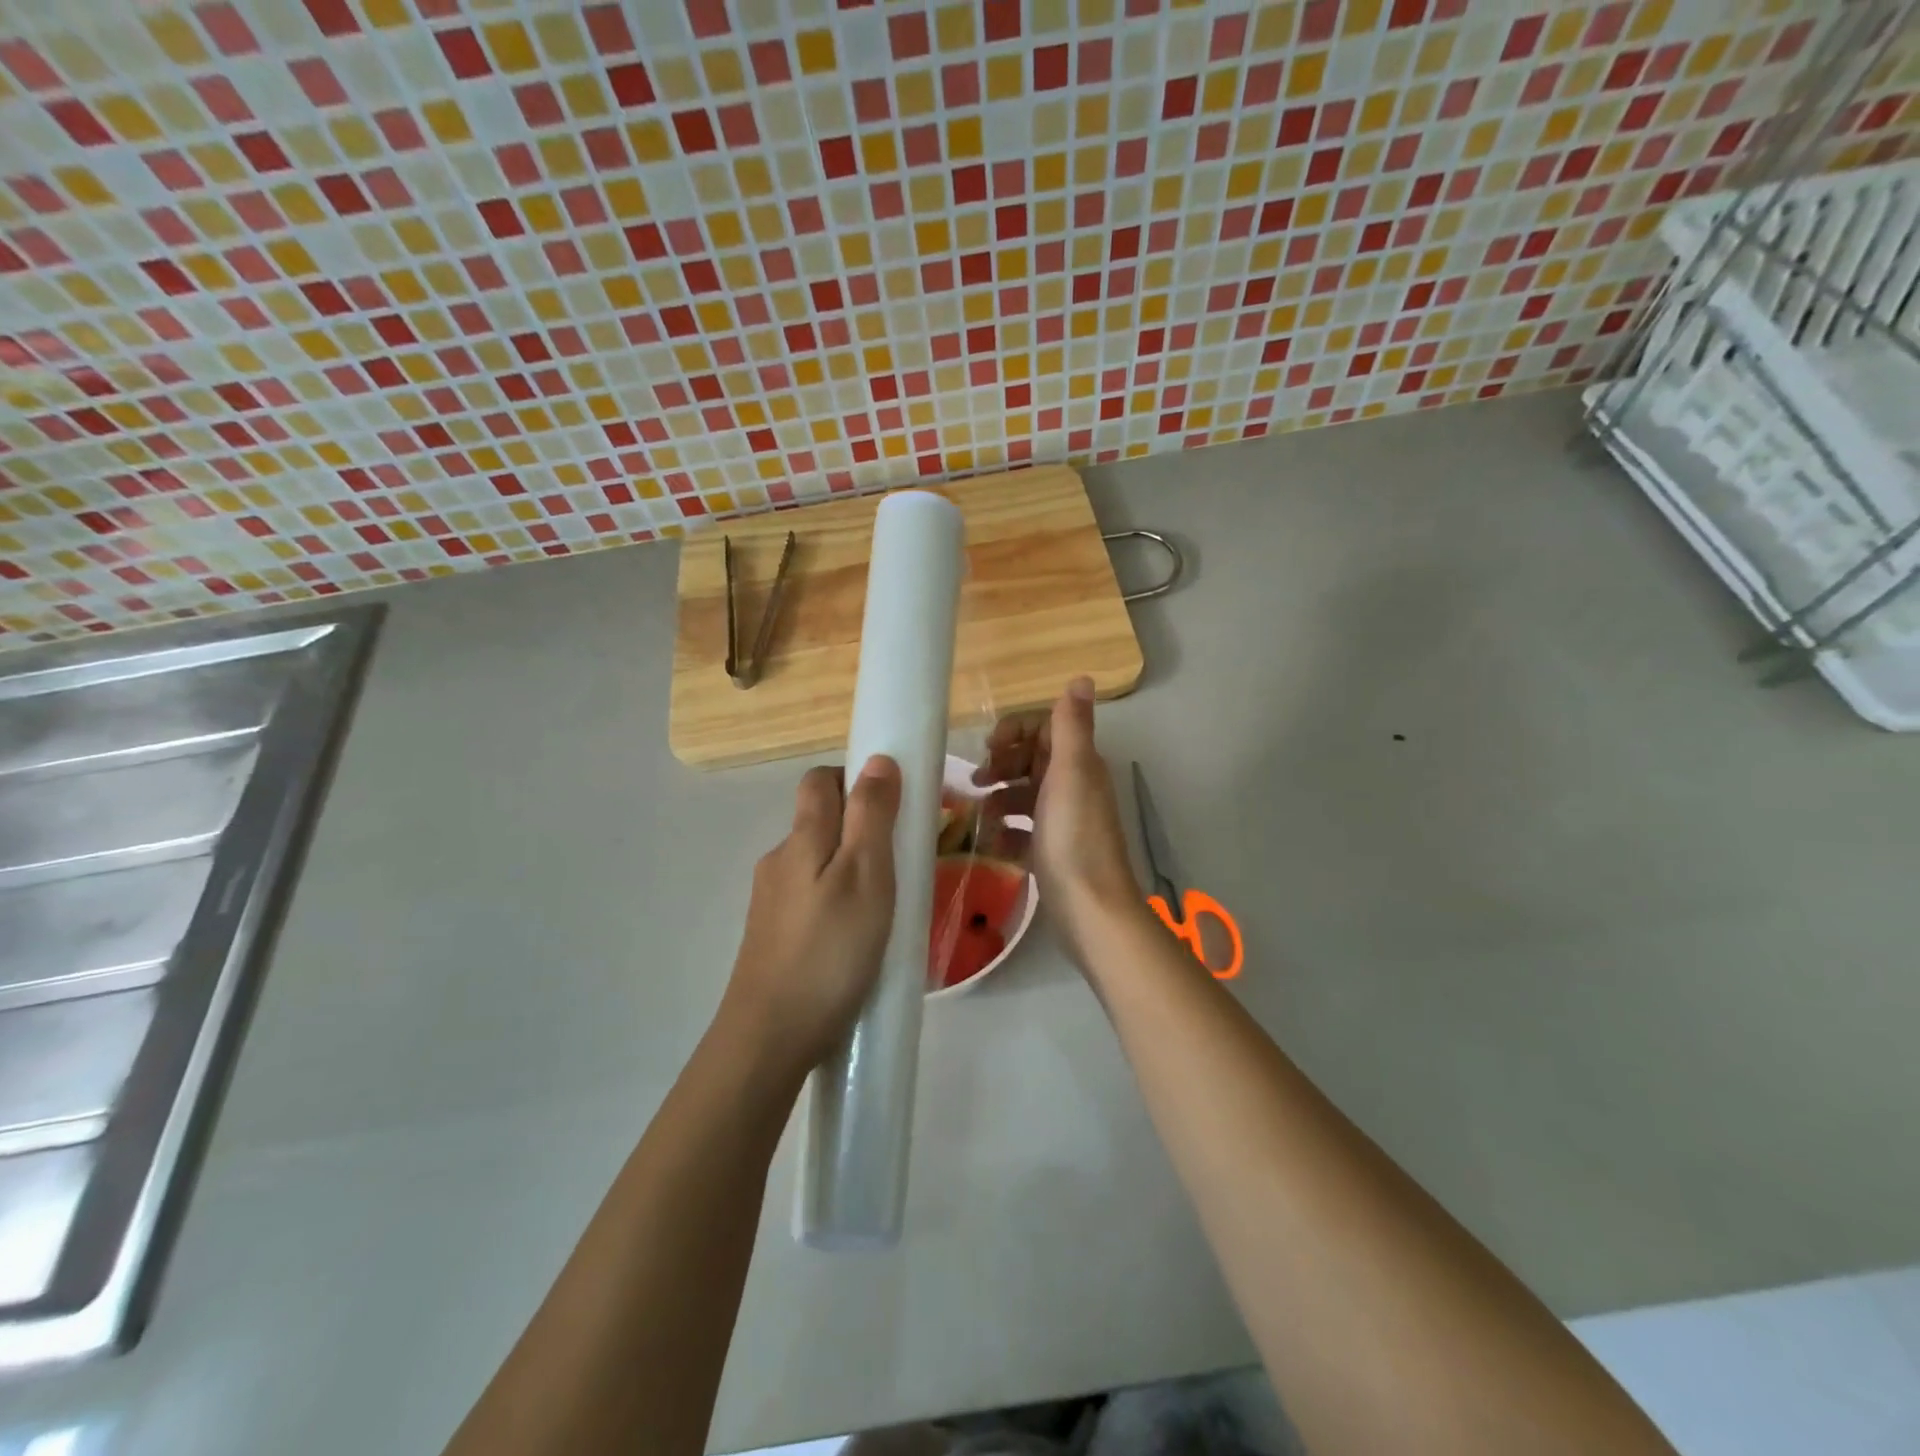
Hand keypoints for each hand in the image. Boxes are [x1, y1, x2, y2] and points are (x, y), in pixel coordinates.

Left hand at [722, 757, 901, 1078]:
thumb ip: (872, 815)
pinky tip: (858, 939)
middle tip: (902, 861)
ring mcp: (771, 901)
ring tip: (887, 906)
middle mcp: (779, 861)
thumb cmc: (829, 950)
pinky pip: (811, 899)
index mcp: (802, 838)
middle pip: (819, 821)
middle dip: (860, 827)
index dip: (855, 779)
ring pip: (817, 863)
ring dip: (851, 868)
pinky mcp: (773, 936)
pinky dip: (837, 902)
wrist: (770, 1037)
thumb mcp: (865, 876)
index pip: (819, 781)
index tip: (894, 806)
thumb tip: (877, 759)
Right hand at [975, 677, 1141, 963]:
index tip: (989, 748)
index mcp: (1079, 764)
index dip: (1016, 730)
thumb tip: (1082, 677)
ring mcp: (1062, 821)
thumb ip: (1072, 727)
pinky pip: (1023, 831)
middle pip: (1032, 760)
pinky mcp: (1051, 852)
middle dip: (1003, 764)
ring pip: (1025, 795)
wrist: (1090, 910)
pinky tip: (992, 844)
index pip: (1046, 728)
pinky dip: (1006, 832)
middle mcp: (1073, 787)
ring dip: (1000, 799)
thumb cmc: (1074, 838)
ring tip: (979, 817)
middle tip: (977, 781)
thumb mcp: (1070, 774)